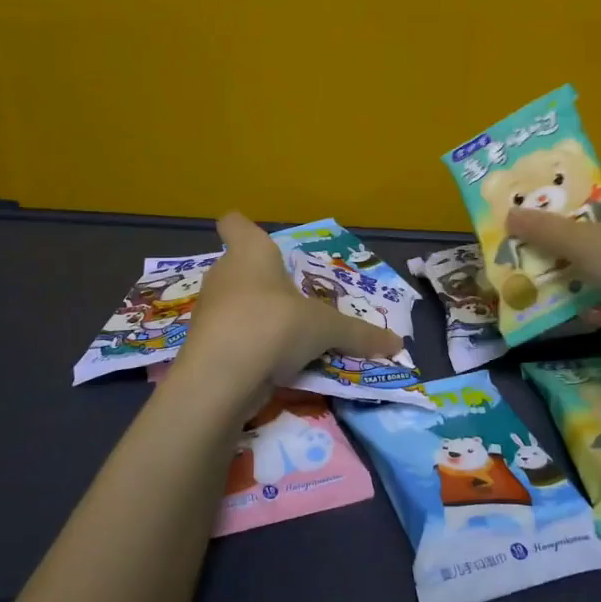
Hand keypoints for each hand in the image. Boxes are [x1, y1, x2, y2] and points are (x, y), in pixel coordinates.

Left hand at [177, 213, 401, 394]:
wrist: (221, 378)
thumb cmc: (274, 325)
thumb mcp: (326, 329)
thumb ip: (358, 334)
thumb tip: (396, 345)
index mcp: (250, 253)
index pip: (235, 223)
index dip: (243, 226)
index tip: (255, 236)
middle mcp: (224, 274)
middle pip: (239, 267)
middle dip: (263, 282)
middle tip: (293, 297)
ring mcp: (209, 310)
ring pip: (234, 304)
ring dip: (256, 317)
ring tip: (288, 335)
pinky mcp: (203, 345)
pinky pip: (230, 337)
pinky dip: (247, 347)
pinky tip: (271, 364)